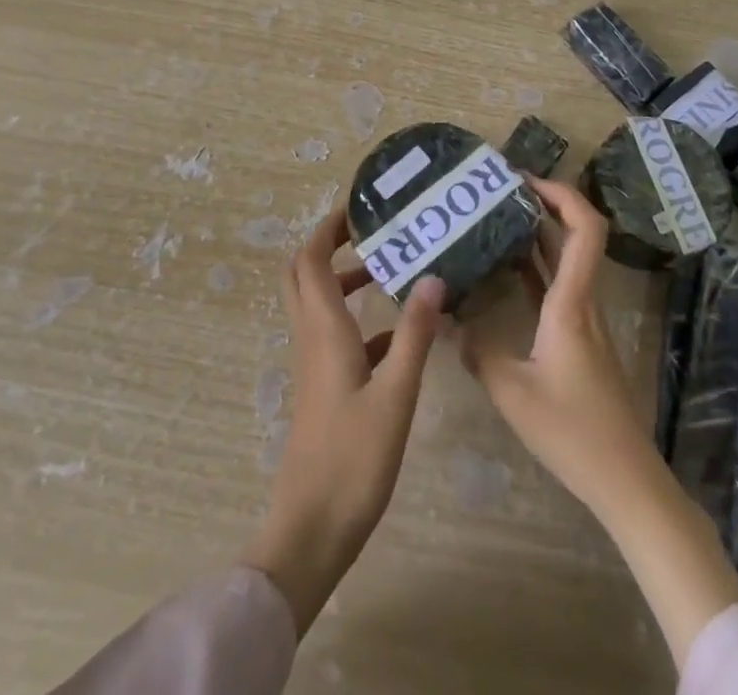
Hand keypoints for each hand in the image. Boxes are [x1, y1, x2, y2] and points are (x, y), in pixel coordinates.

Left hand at [243, 206, 444, 634]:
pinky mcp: (324, 389)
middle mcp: (312, 338)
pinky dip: (359, 321)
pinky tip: (398, 334)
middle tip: (369, 231)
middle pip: (303, 275)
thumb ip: (414, 334)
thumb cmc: (352, 459)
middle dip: (329, 246)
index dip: (327, 229)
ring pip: (320, 305)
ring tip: (390, 270)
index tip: (358, 208)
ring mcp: (315, 366)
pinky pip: (337, 337)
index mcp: (323, 330)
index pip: (310, 261)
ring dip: (345, 281)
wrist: (311, 530)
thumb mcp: (396, 394)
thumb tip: (434, 277)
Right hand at [458, 177, 656, 515]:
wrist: (624, 478)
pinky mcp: (580, 338)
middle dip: (541, 204)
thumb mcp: (512, 392)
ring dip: (536, 234)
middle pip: (575, 235)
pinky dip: (534, 268)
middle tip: (496, 192)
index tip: (522, 180)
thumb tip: (447, 321)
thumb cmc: (572, 431)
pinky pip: (558, 286)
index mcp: (572, 302)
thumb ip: (477, 351)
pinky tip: (503, 272)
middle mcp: (583, 300)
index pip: (584, 228)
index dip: (560, 194)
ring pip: (565, 260)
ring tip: (492, 220)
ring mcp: (585, 319)